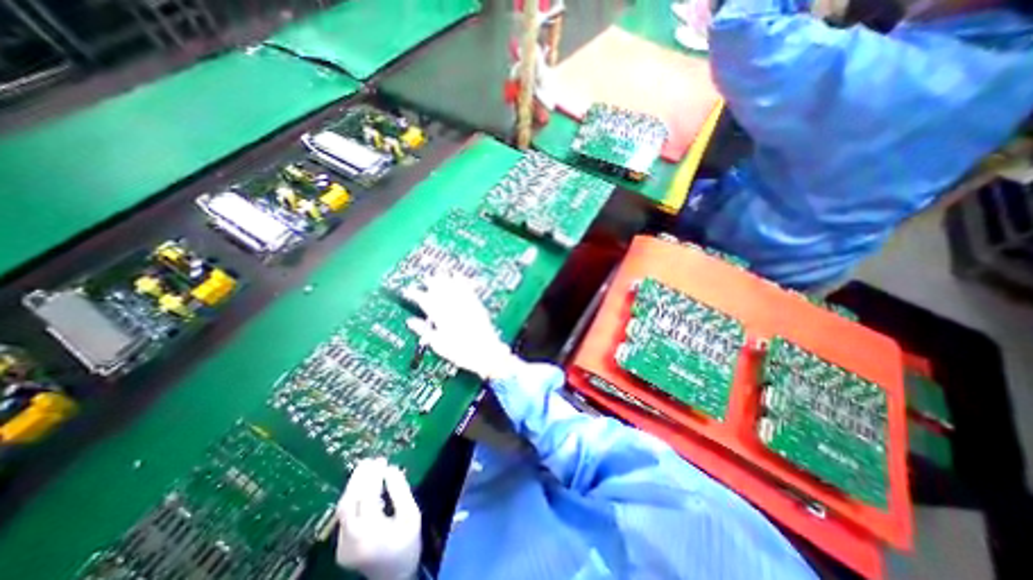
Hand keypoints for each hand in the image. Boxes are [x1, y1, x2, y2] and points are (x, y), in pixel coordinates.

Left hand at [338, 458, 421, 579]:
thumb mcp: (411, 514)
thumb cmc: (408, 543)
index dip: (373, 477)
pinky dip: (353, 497)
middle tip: (370, 460)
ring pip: (343, 509)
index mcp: (371, 532)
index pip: (367, 497)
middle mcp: (351, 539)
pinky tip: (363, 487)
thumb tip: (390, 469)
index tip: (382, 461)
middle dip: (359, 478)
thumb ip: (401, 491)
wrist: (395, 577)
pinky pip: (345, 516)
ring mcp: (342, 545)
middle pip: (349, 503)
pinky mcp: (341, 547)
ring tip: (366, 468)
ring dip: (354, 486)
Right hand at [404, 275, 519, 383]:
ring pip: (452, 288)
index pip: (425, 302)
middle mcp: (453, 309)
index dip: (415, 295)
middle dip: (431, 283)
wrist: (485, 353)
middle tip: (425, 278)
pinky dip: (462, 281)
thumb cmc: (461, 352)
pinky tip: (458, 274)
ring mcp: (465, 306)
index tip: (409, 291)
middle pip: (439, 291)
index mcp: (441, 319)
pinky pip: (467, 289)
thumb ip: (424, 331)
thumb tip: (410, 321)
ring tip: (439, 273)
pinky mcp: (476, 305)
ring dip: (445, 279)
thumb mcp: (438, 345)